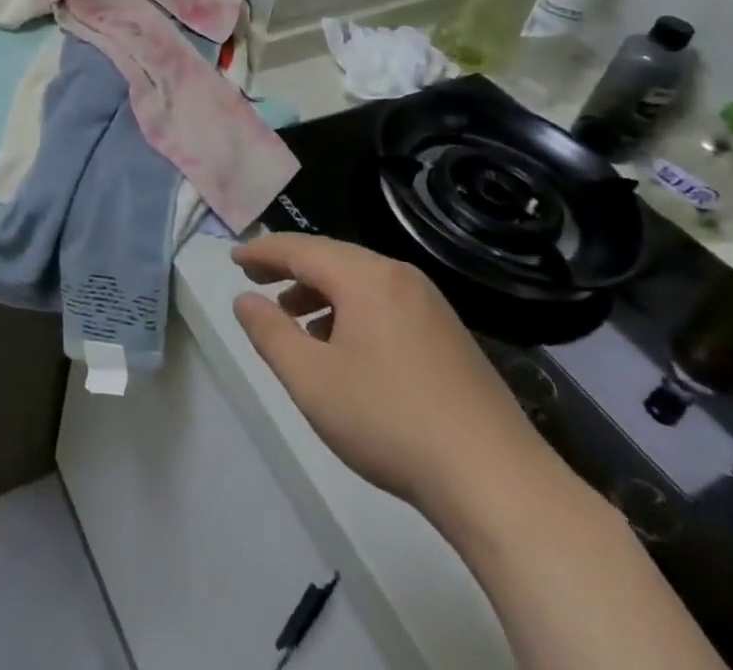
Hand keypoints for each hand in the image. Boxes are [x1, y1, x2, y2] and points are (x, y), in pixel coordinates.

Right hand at [231, 234, 563, 531]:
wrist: (499, 483)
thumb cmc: (390, 422)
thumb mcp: (311, 380)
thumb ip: (269, 333)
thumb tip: (245, 299)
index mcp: (365, 277)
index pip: (300, 249)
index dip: (262, 252)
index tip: (233, 259)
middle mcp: (400, 277)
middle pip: (332, 258)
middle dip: (290, 269)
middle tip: (257, 281)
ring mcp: (431, 306)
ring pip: (360, 282)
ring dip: (320, 293)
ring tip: (295, 322)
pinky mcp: (449, 337)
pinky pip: (385, 304)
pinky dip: (352, 312)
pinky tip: (345, 350)